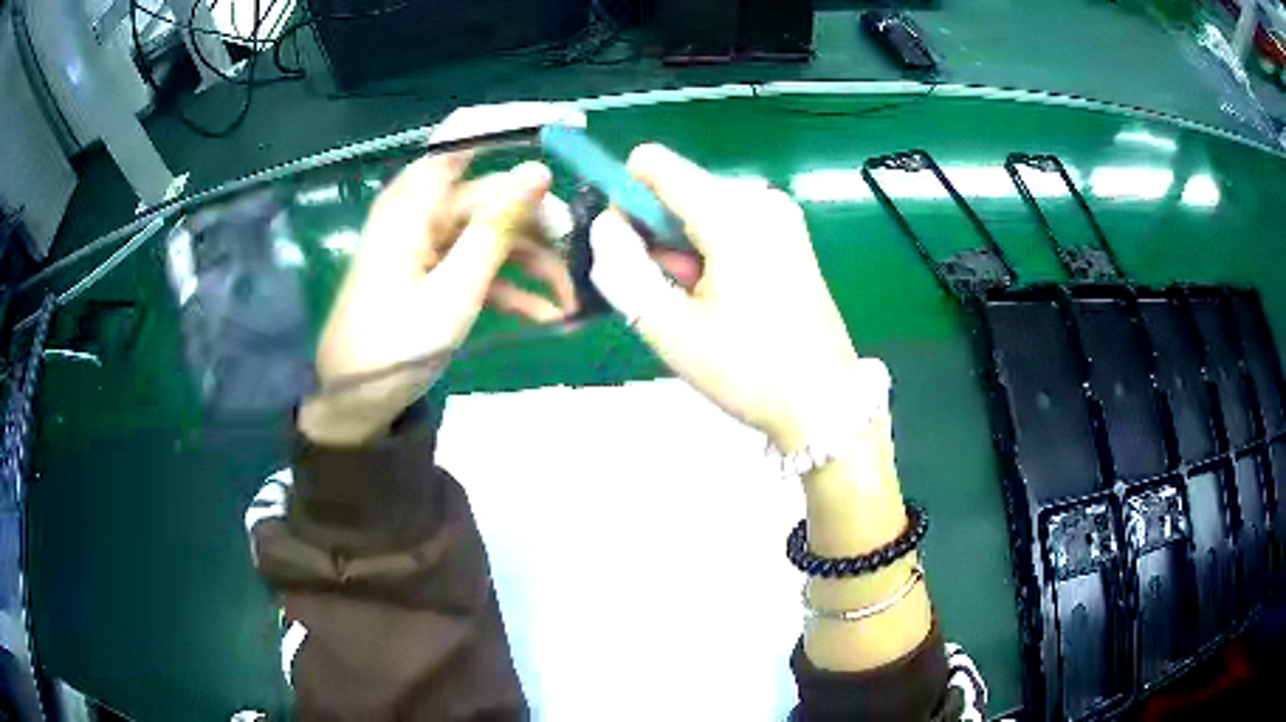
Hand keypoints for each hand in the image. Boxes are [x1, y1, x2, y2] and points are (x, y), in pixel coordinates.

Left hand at [298, 152, 577, 444]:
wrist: (354, 399)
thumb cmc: (394, 346)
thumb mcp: (454, 291)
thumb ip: (496, 229)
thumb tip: (539, 171)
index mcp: (416, 201)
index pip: (467, 133)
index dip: (517, 120)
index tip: (570, 126)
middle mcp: (422, 210)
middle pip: (493, 194)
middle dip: (539, 223)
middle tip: (582, 256)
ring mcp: (428, 240)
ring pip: (493, 232)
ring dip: (533, 263)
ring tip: (569, 300)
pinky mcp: (433, 268)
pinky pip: (478, 262)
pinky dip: (510, 285)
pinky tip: (544, 316)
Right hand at [588, 144, 889, 449]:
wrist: (823, 402)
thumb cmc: (747, 370)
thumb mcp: (669, 327)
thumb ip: (622, 268)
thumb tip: (605, 224)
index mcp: (732, 213)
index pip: (654, 164)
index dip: (625, 197)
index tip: (625, 248)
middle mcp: (759, 199)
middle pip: (678, 188)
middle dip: (656, 232)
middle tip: (669, 292)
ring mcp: (780, 215)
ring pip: (700, 208)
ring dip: (683, 247)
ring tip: (697, 303)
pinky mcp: (790, 234)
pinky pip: (729, 223)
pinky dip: (710, 251)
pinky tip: (721, 296)